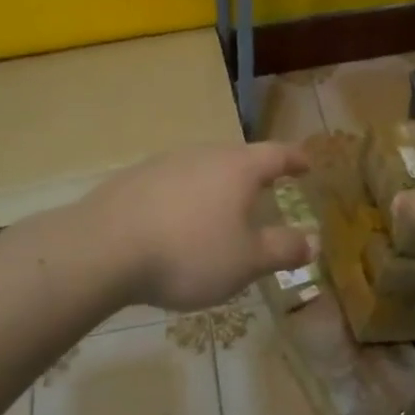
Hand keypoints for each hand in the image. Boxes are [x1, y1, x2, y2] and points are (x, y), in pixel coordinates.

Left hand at [76, 142, 315, 310]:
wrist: (103, 248)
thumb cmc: (188, 252)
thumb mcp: (245, 261)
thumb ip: (282, 250)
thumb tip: (312, 241)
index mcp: (238, 168)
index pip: (277, 154)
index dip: (296, 159)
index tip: (307, 164)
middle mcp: (204, 154)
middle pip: (238, 158)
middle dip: (255, 174)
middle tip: (268, 190)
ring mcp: (165, 163)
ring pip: (203, 169)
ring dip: (218, 187)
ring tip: (222, 211)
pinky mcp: (134, 179)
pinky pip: (173, 184)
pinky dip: (186, 199)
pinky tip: (178, 224)